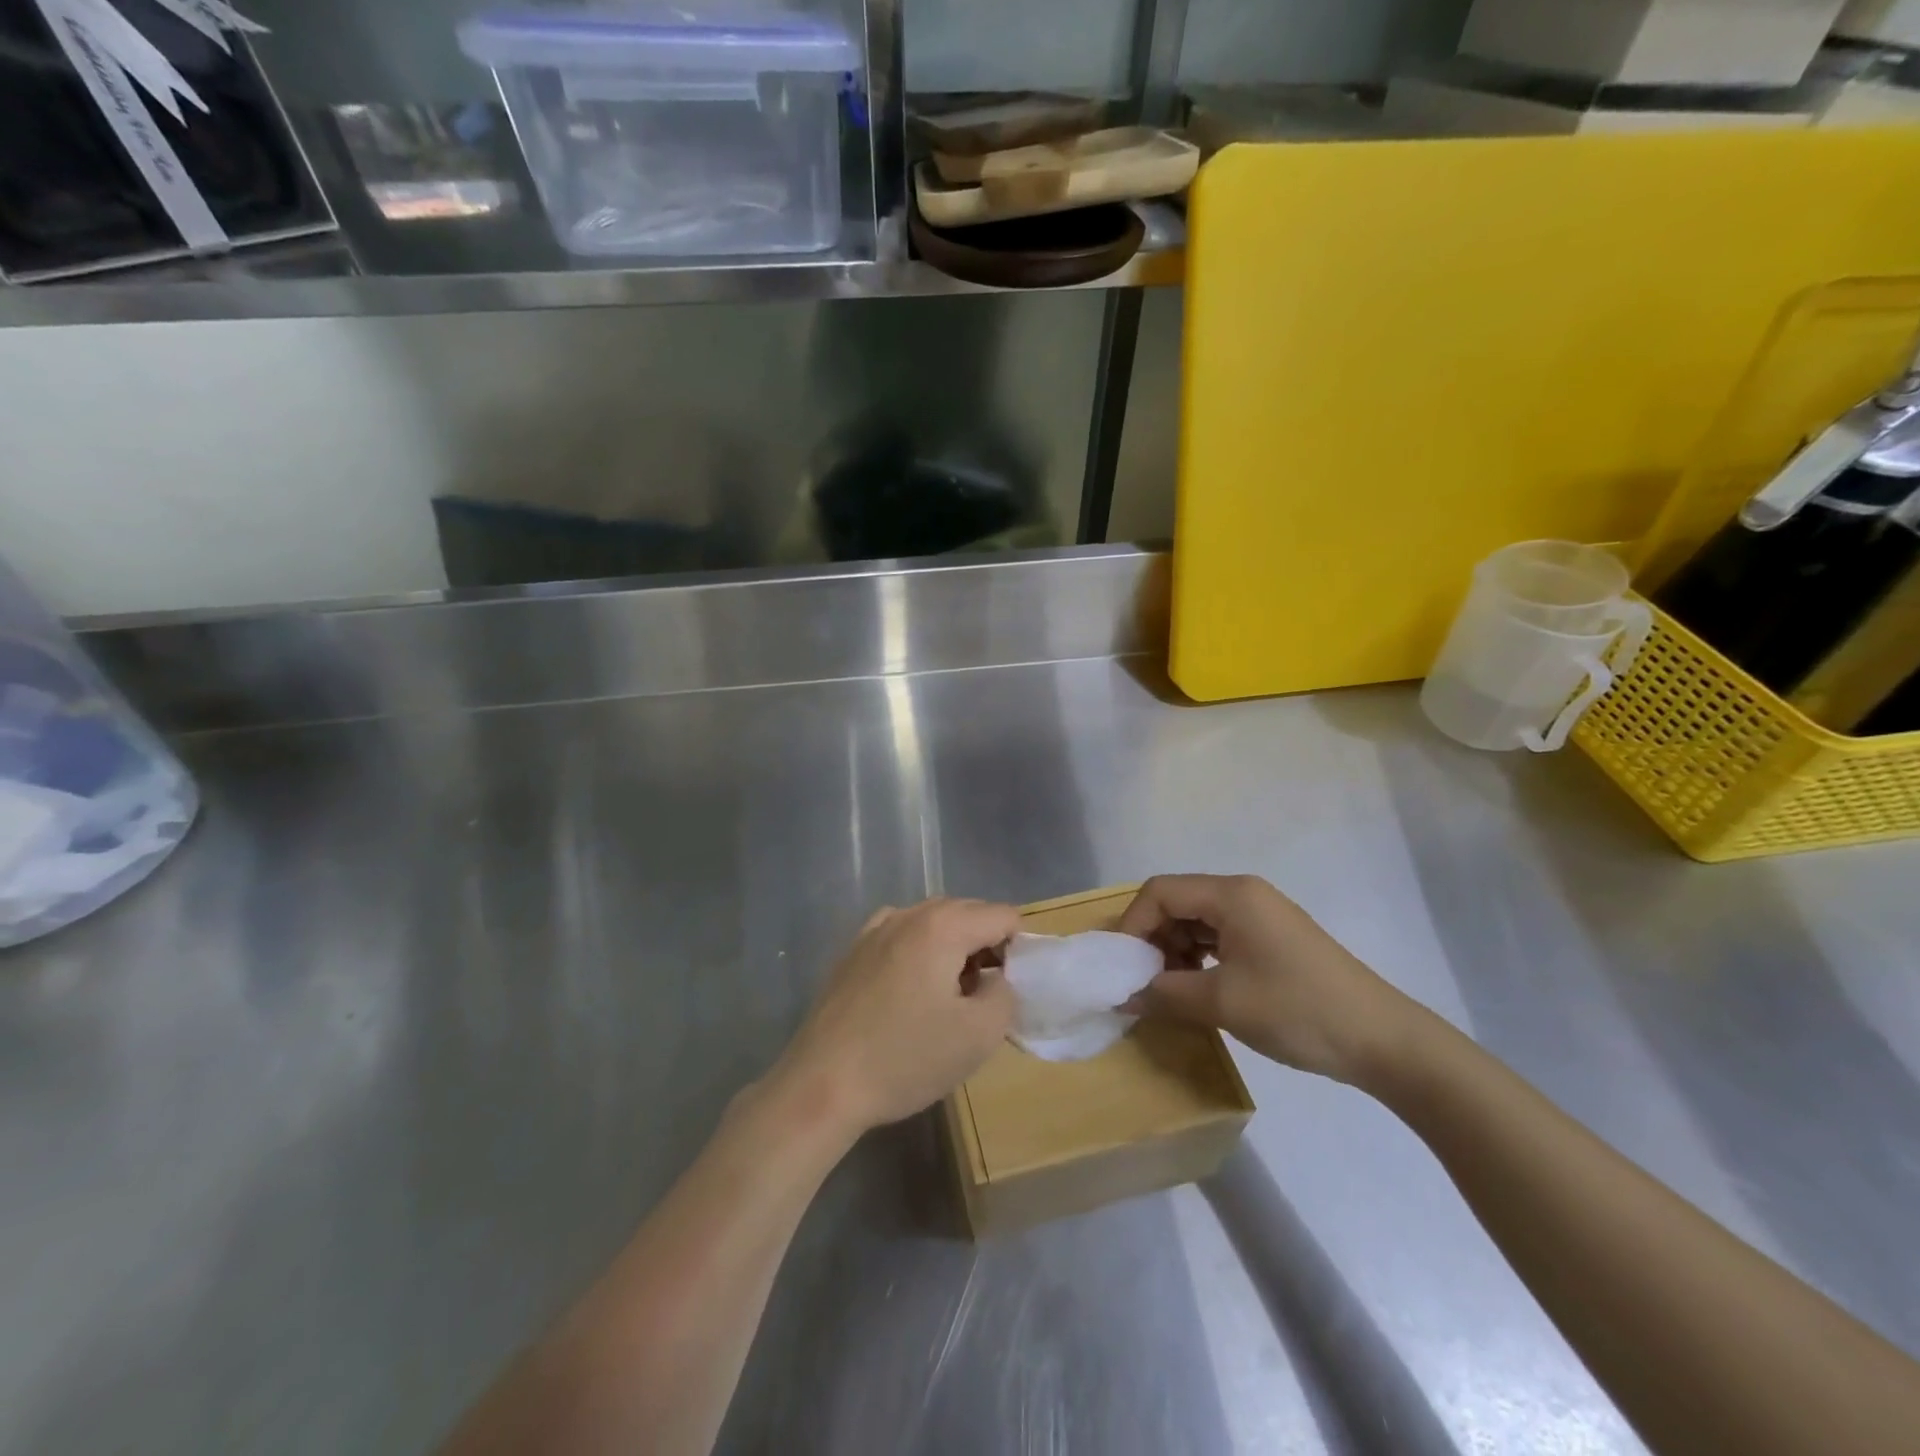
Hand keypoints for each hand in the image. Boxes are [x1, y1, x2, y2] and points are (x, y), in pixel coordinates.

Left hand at [772, 898, 1019, 1136]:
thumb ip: (1005, 993)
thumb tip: (995, 977)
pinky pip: (903, 937)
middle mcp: (908, 913)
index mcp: (942, 925)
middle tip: (987, 996)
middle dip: (987, 946)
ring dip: (954, 949)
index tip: (1012, 989)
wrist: (821, 1084)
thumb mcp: (979, 1035)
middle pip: (967, 913)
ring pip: (933, 923)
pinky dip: (921, 953)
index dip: (1019, 949)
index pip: (1002, 915)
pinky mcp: (853, 951)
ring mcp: (874, 929)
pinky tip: (913, 994)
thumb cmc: (905, 1058)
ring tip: (952, 998)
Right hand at [1118, 874, 1415, 1084]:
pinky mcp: (1273, 940)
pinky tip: (1200, 990)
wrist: (1384, 1041)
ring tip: (1171, 992)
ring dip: (1175, 953)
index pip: (1160, 892)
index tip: (1123, 967)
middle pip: (1178, 903)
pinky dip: (1200, 960)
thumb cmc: (1296, 1010)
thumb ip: (1163, 993)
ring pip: (1197, 922)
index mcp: (1231, 894)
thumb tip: (1121, 995)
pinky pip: (1221, 938)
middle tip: (1144, 983)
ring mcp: (1262, 916)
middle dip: (1153, 941)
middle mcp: (1244, 894)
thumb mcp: (1222, 1003)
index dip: (1133, 925)